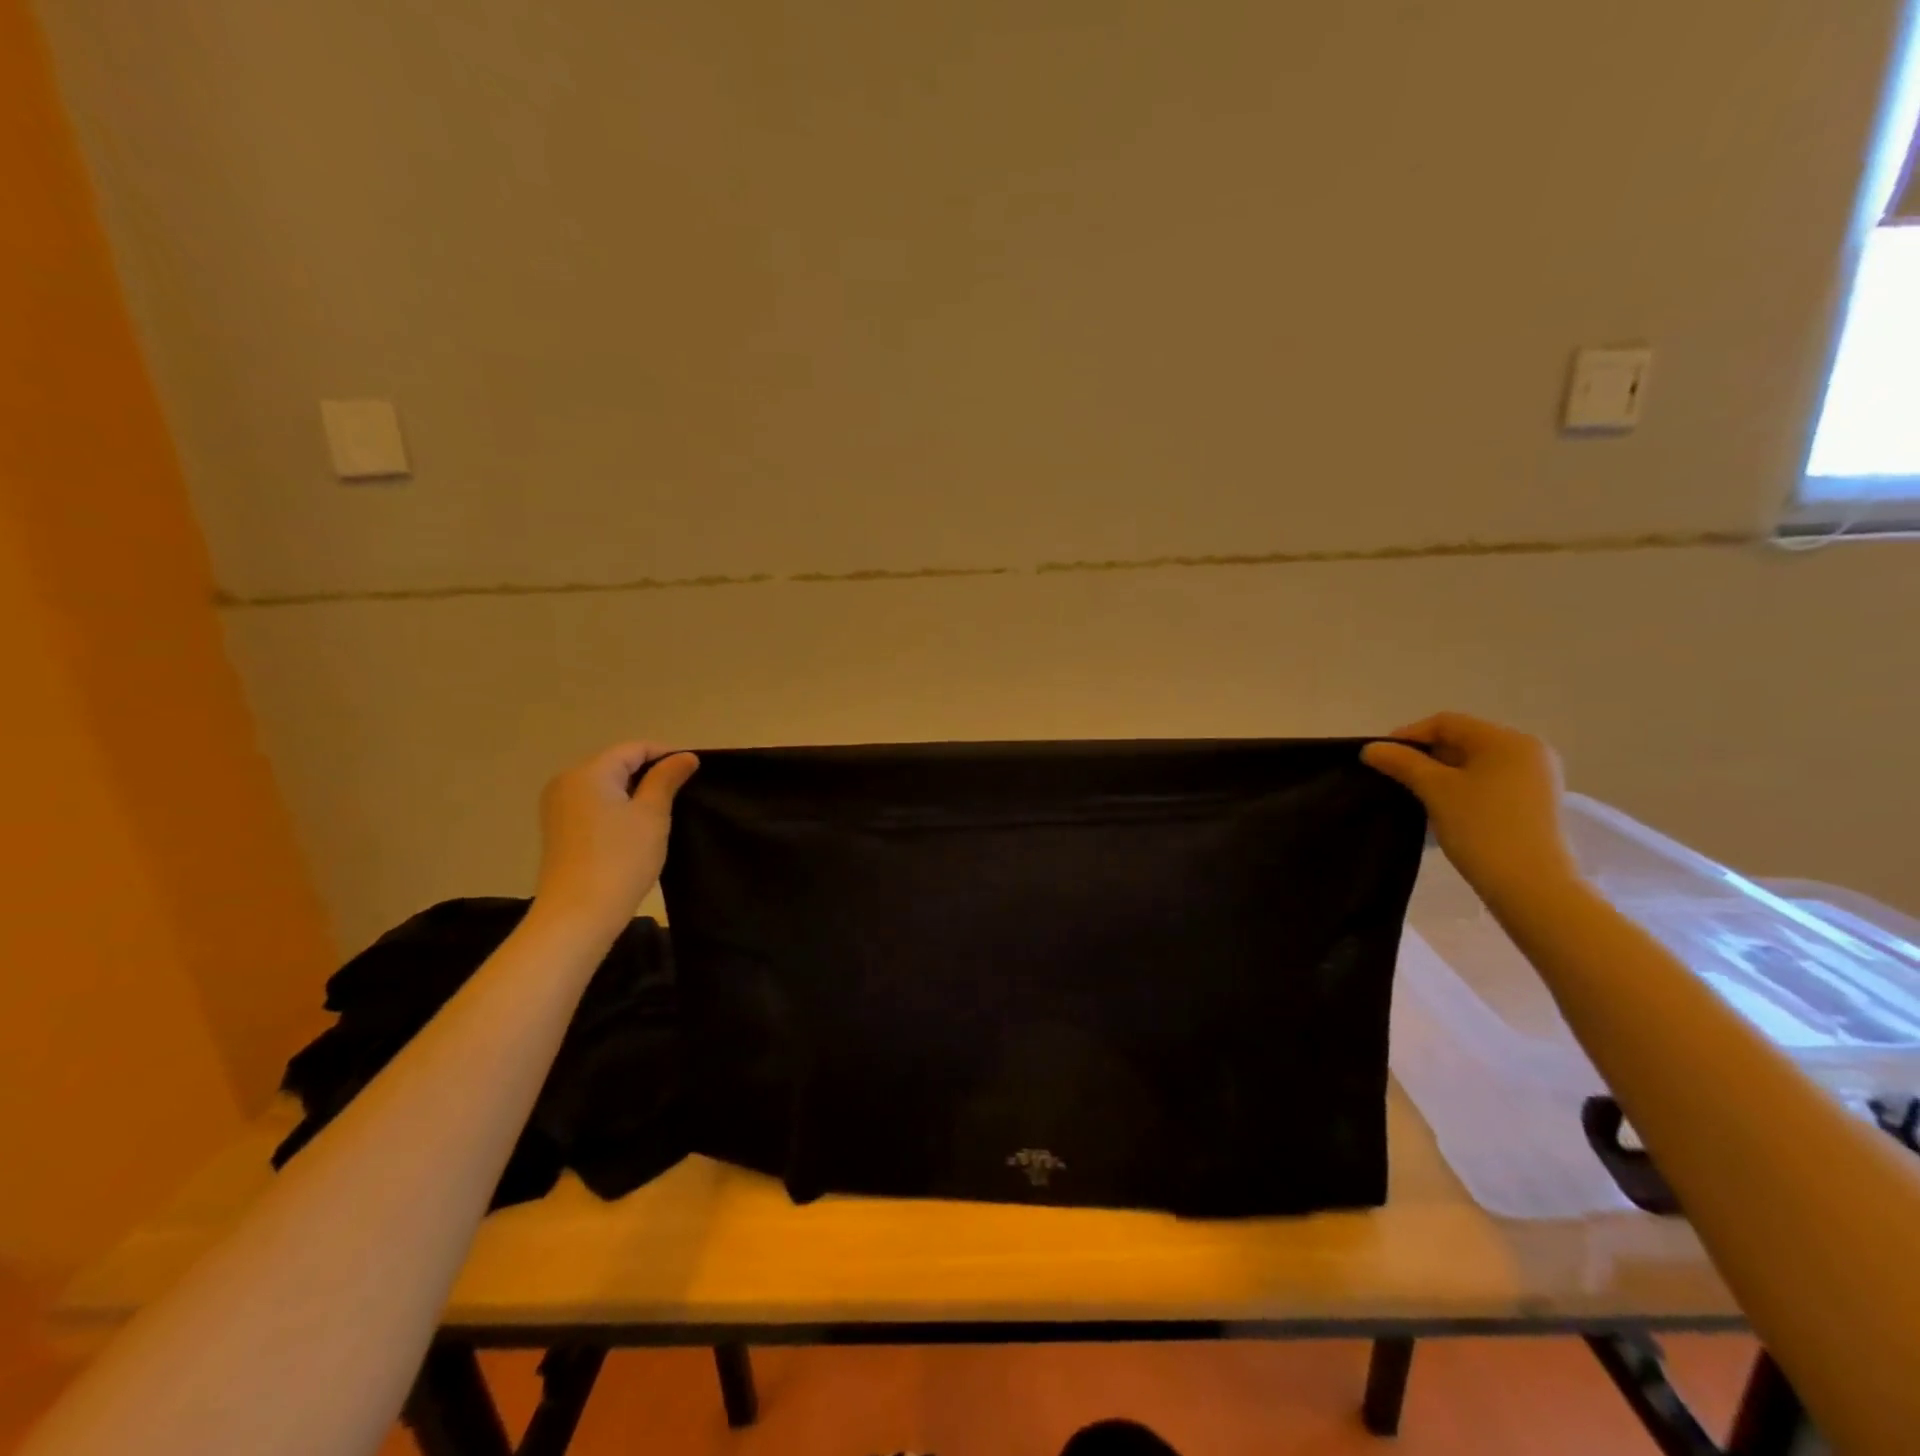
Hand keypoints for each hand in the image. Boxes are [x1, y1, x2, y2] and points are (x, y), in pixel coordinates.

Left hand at [532, 742, 699, 931]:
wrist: (578, 914)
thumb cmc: (620, 859)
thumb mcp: (652, 815)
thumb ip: (667, 779)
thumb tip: (684, 756)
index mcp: (589, 772)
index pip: (634, 748)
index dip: (667, 754)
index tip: (695, 770)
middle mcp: (567, 782)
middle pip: (617, 764)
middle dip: (651, 772)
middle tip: (684, 791)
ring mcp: (558, 807)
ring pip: (606, 785)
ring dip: (636, 791)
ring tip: (666, 809)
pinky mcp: (559, 830)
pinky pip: (595, 804)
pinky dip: (618, 807)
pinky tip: (638, 827)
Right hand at [1361, 713, 1580, 903]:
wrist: (1531, 885)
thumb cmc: (1481, 827)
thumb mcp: (1435, 790)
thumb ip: (1402, 763)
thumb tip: (1371, 748)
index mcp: (1507, 740)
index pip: (1446, 723)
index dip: (1408, 735)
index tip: (1381, 758)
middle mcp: (1527, 751)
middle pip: (1461, 740)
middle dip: (1424, 756)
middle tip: (1394, 777)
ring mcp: (1535, 778)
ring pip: (1473, 763)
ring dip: (1440, 774)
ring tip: (1415, 795)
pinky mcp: (1533, 802)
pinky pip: (1488, 782)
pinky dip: (1461, 788)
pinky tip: (1442, 808)